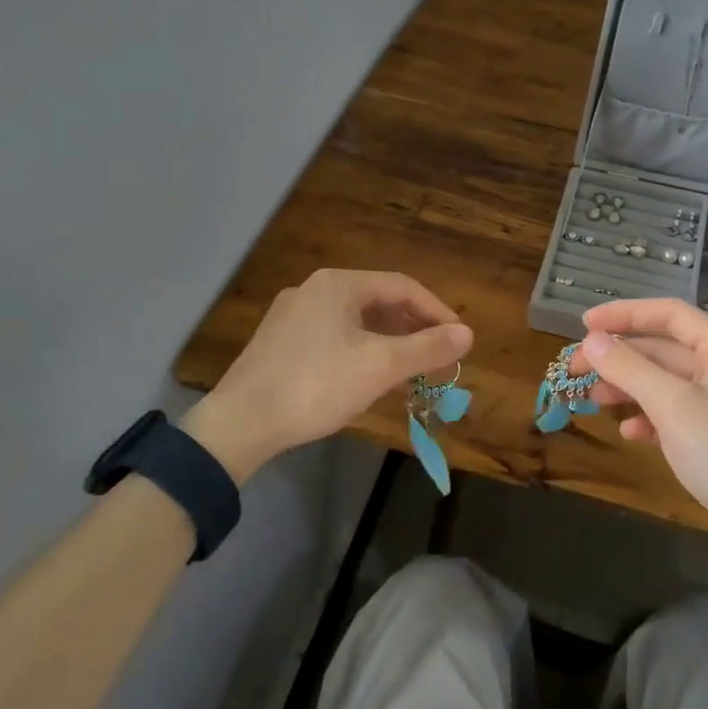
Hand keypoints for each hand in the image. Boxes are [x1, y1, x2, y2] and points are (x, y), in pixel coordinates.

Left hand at [183, 269, 472, 480]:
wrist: (240, 423)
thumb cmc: (316, 386)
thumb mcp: (380, 367)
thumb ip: (427, 348)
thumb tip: (467, 334)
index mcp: (338, 285)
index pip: (402, 286)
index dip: (436, 311)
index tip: (458, 339)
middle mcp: (314, 290)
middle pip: (378, 302)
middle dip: (413, 330)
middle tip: (438, 357)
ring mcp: (293, 316)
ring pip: (356, 323)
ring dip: (389, 344)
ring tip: (411, 373)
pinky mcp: (280, 343)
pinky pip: (334, 338)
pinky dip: (362, 353)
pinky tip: (370, 380)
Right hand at [577, 298, 707, 567]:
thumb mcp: (672, 405)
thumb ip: (629, 368)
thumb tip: (591, 341)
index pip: (670, 314)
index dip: (625, 314)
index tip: (584, 326)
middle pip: (664, 349)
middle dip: (619, 357)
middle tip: (576, 369)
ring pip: (666, 383)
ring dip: (629, 387)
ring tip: (592, 400)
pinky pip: (676, 414)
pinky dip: (649, 417)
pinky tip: (629, 432)